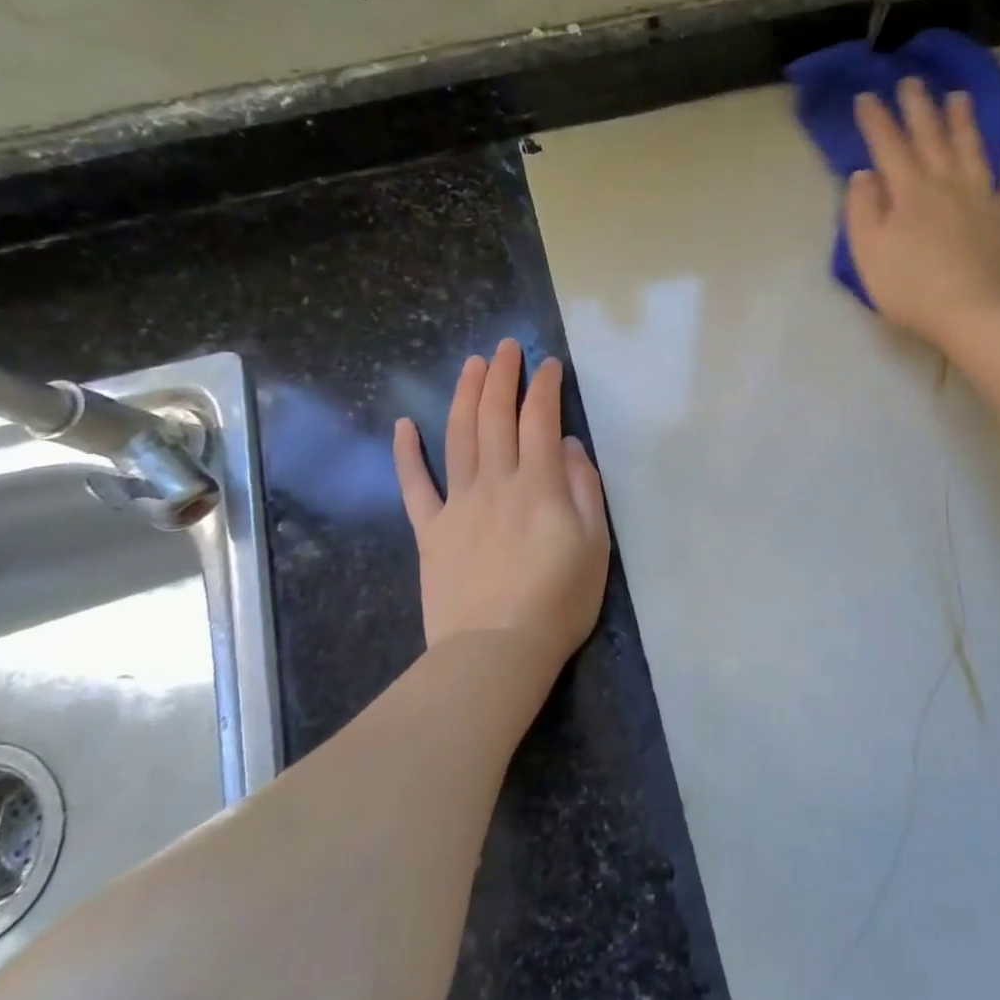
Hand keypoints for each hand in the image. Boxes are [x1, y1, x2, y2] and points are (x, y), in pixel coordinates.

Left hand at [394, 340, 609, 668]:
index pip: (540, 420)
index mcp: (538, 485)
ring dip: (463, 396)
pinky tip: (404, 426)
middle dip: (501, 377)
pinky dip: (407, 454)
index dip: (543, 387)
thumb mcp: (595, 546)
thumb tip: (568, 446)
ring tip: (470, 365)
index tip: (548, 364)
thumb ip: (583, 489)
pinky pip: (415, 486)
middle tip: (505, 347)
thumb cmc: (558, 602)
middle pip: (494, 417)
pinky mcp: (430, 531)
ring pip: (458, 437)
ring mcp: (457, 505)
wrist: (495, 652)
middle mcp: (495, 483)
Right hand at [844, 78, 999, 351]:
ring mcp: (985, 198)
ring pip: (973, 150)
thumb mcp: (867, 252)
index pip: (888, 146)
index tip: (867, 96)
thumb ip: (861, 210)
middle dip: (919, 108)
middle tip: (912, 81)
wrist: (975, 313)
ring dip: (964, 122)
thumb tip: (864, 174)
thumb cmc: (911, 288)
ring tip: (958, 96)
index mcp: (908, 191)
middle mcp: (947, 183)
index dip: (876, 120)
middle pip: (931, 138)